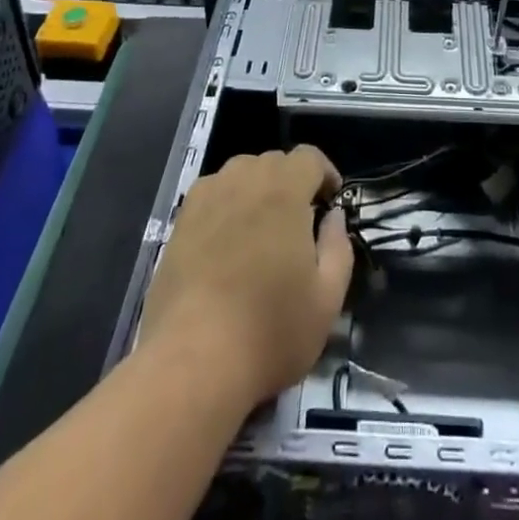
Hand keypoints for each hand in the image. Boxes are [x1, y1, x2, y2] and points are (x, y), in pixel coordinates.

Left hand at [136, 147, 351, 409]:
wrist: (192, 362)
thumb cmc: (270, 331)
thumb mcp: (327, 298)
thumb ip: (338, 247)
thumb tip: (333, 217)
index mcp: (284, 189)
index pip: (309, 157)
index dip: (325, 174)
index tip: (330, 203)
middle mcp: (245, 179)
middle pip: (274, 163)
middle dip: (292, 184)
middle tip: (299, 225)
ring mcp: (207, 197)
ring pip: (241, 174)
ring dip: (258, 191)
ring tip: (262, 232)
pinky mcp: (180, 221)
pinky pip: (212, 194)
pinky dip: (226, 205)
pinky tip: (226, 243)